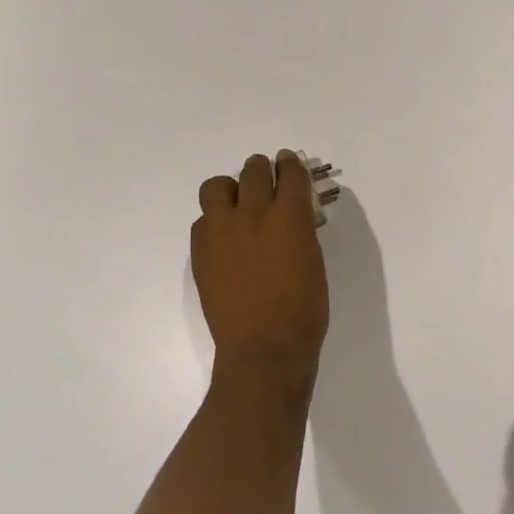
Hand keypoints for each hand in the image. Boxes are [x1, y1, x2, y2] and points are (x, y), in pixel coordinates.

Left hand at [191, 151, 329, 407]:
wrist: (263, 350)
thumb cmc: (302, 312)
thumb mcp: (313, 263)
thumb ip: (301, 231)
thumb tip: (293, 215)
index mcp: (289, 217)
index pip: (290, 172)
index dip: (290, 164)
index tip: (288, 163)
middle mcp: (253, 214)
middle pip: (253, 170)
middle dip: (262, 170)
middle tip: (265, 181)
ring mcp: (221, 231)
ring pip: (216, 186)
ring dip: (230, 189)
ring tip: (237, 206)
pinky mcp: (200, 251)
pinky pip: (202, 220)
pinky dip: (214, 222)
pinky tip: (224, 240)